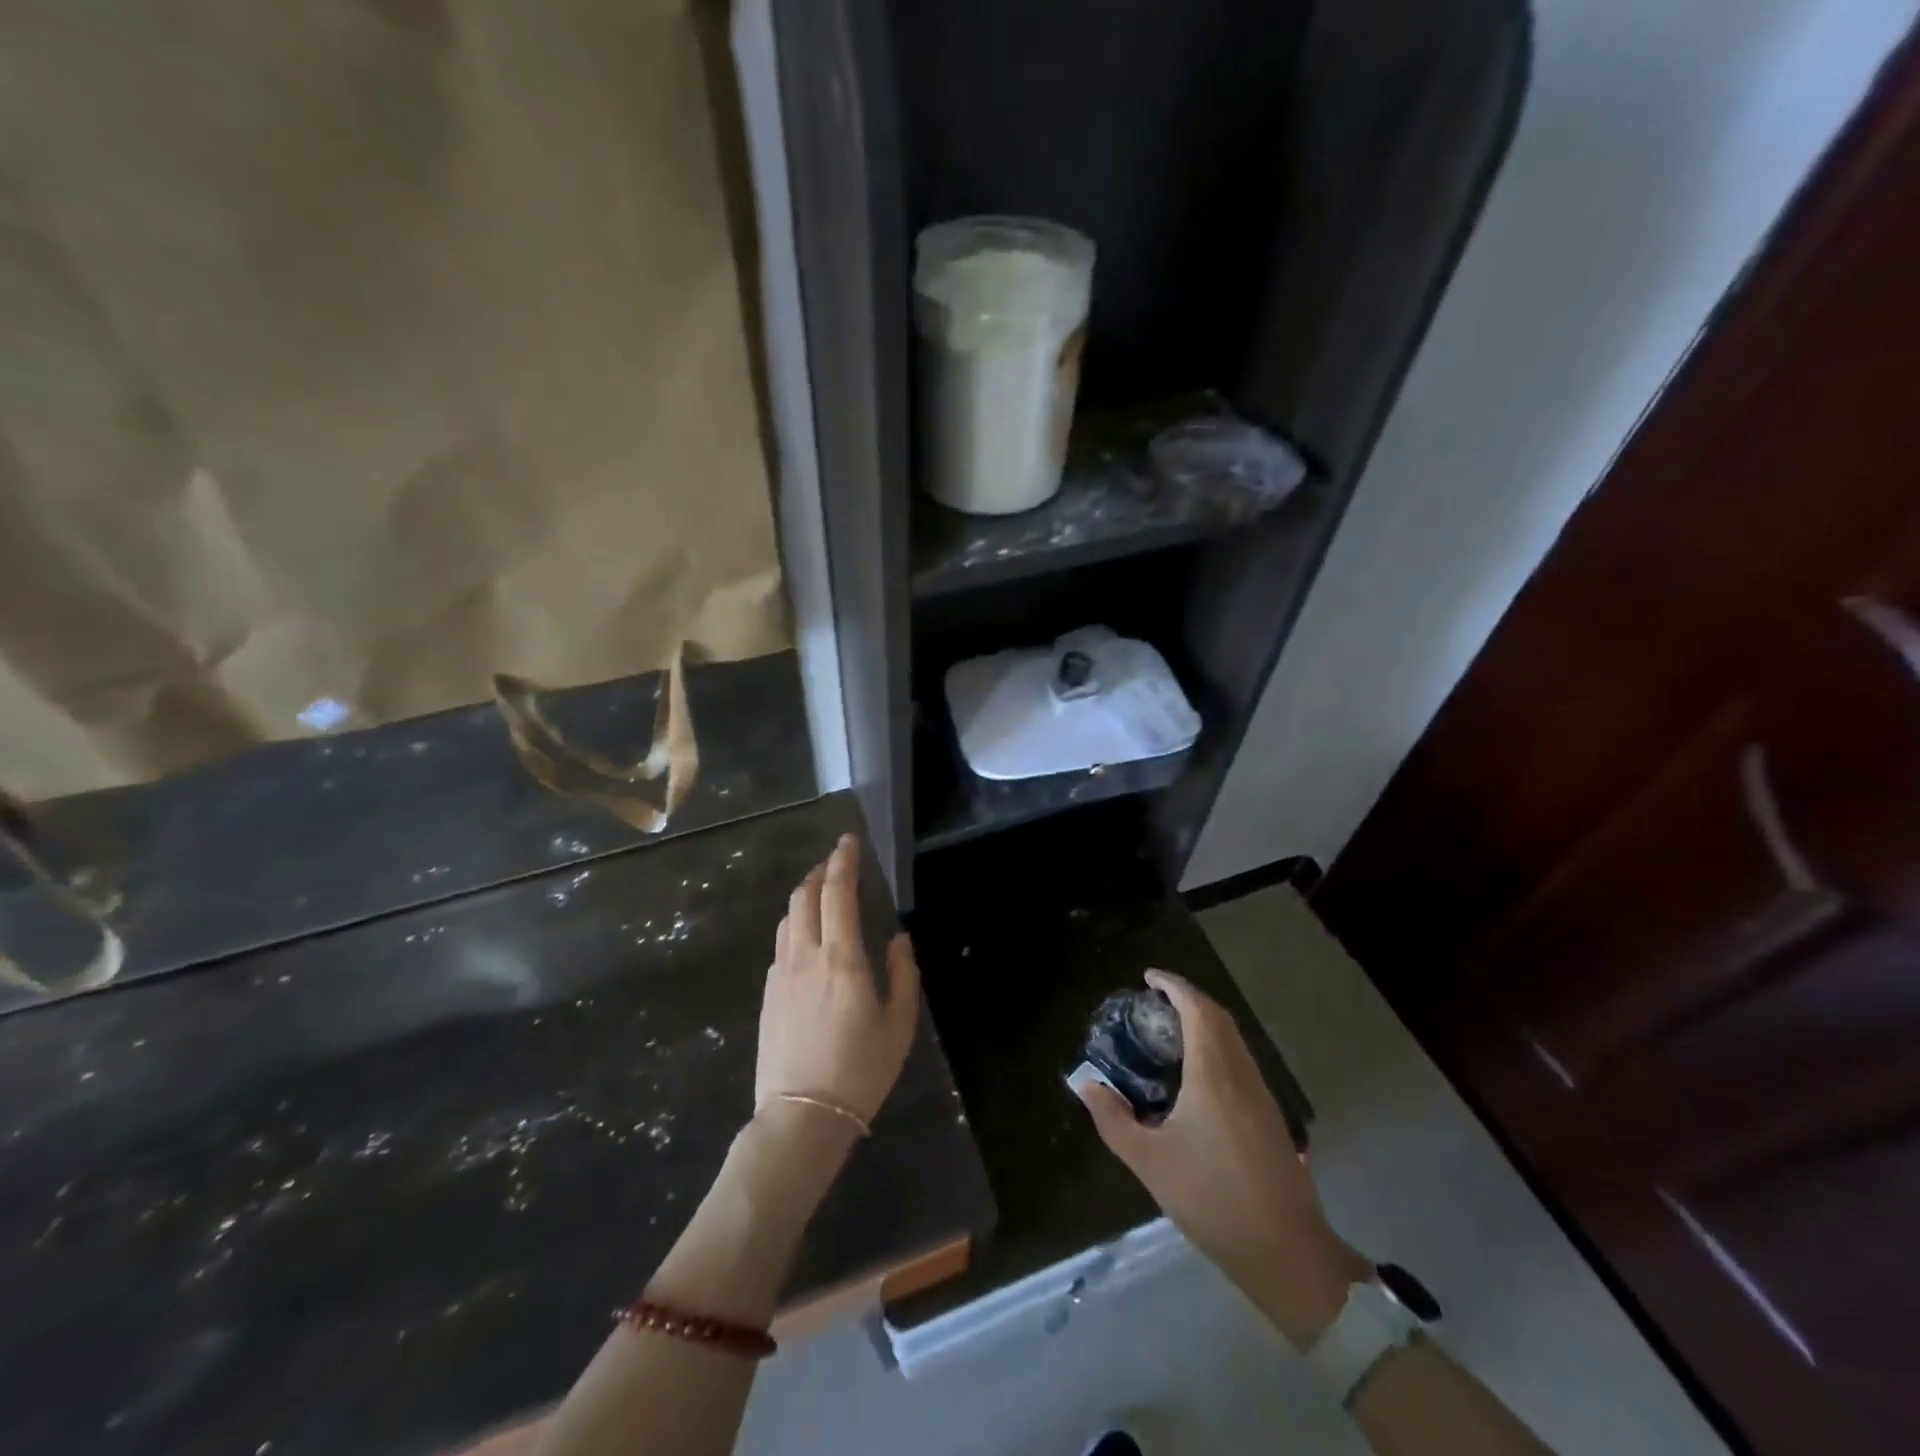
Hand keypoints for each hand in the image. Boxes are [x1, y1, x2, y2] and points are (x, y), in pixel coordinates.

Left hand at [756, 833, 919, 1131]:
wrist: (801, 1117)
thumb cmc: (860, 1071)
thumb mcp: (898, 1025)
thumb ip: (903, 974)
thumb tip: (899, 938)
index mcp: (841, 958)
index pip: (837, 893)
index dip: (843, 861)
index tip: (849, 842)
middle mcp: (806, 956)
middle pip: (804, 896)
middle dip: (819, 871)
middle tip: (837, 863)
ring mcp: (781, 973)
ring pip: (788, 917)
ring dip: (804, 895)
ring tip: (822, 893)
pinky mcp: (768, 993)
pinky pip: (781, 943)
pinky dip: (795, 924)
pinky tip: (808, 937)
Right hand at [1072, 970, 1370, 1347]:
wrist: (1286, 1251)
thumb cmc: (1211, 1198)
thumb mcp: (1149, 1161)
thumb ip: (1113, 1119)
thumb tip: (1085, 1084)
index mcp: (1212, 1072)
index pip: (1197, 1008)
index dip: (1173, 985)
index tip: (1148, 978)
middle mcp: (1240, 1072)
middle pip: (1218, 1017)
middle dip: (1188, 998)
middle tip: (1154, 1001)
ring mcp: (1261, 1094)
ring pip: (1233, 1039)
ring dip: (1204, 1022)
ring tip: (1170, 1031)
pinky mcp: (1270, 1116)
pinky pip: (1240, 1060)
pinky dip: (1217, 1046)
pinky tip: (1197, 1074)